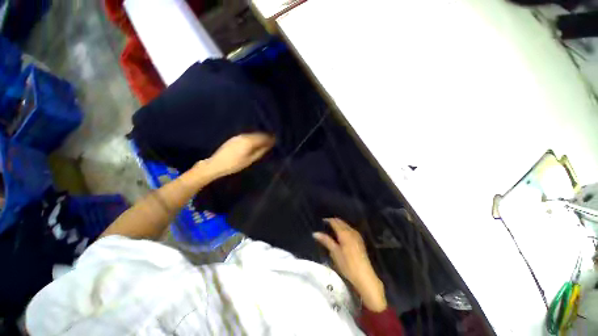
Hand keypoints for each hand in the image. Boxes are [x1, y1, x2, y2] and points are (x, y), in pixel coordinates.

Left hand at [201, 133, 274, 178]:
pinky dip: (253, 138)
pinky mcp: (234, 138)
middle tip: (271, 141)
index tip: (275, 140)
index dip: (270, 138)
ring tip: (264, 142)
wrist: (216, 164)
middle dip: (265, 137)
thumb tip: (269, 145)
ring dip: (259, 137)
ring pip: (253, 135)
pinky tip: (254, 143)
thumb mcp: (250, 160)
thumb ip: (260, 151)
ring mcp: (238, 136)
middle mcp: (244, 136)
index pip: (263, 137)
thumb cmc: (235, 164)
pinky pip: (247, 136)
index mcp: (249, 141)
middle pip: (258, 134)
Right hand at [314, 218, 386, 311]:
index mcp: (344, 233)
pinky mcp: (359, 240)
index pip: (335, 221)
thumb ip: (326, 241)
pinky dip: (343, 229)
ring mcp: (357, 235)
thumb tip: (315, 233)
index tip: (320, 221)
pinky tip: (340, 235)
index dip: (327, 220)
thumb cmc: (347, 265)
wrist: (364, 276)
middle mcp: (351, 231)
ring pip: (345, 225)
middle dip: (333, 221)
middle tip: (324, 224)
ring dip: (338, 225)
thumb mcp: (334, 253)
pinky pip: (349, 229)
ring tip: (330, 229)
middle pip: (341, 222)